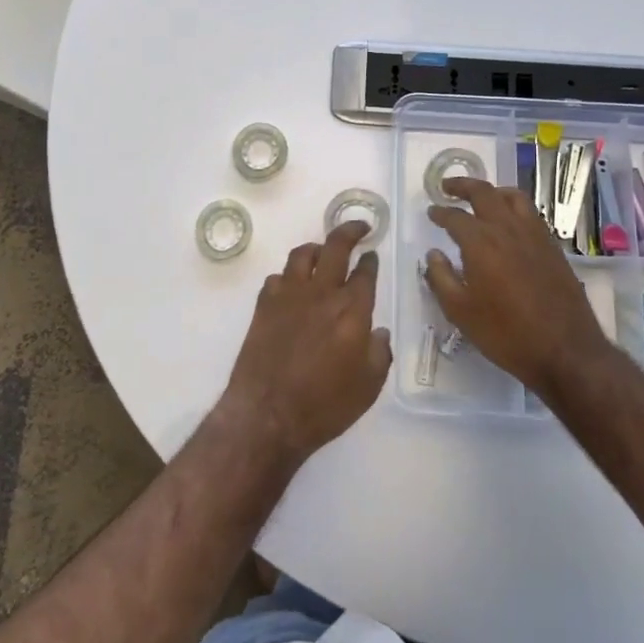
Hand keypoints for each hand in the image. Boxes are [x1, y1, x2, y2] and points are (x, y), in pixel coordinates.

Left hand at [219, 222, 390, 462]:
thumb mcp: (368, 387)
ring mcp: (289, 295)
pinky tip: (292, 286)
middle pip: (336, 247)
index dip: (370, 260)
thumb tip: (378, 331)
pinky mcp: (264, 304)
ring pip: (303, 254)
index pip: (365, 272)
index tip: (372, 253)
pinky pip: (278, 277)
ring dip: (316, 248)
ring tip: (322, 251)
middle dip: (350, 231)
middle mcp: (322, 293)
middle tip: (358, 227)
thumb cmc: (325, 405)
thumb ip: (379, 353)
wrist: (268, 414)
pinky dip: (288, 276)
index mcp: (352, 310)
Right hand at [425, 178, 614, 397]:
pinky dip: (514, 207)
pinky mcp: (553, 246)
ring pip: (513, 197)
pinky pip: (530, 213)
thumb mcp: (460, 312)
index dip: (440, 212)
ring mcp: (535, 235)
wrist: (565, 351)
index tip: (432, 211)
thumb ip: (441, 278)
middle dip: (462, 185)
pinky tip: (510, 222)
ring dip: (492, 191)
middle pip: (484, 193)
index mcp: (480, 242)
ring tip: (481, 197)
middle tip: (447, 187)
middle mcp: (507, 229)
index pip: (455, 217)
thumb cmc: (506, 333)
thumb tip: (433, 254)